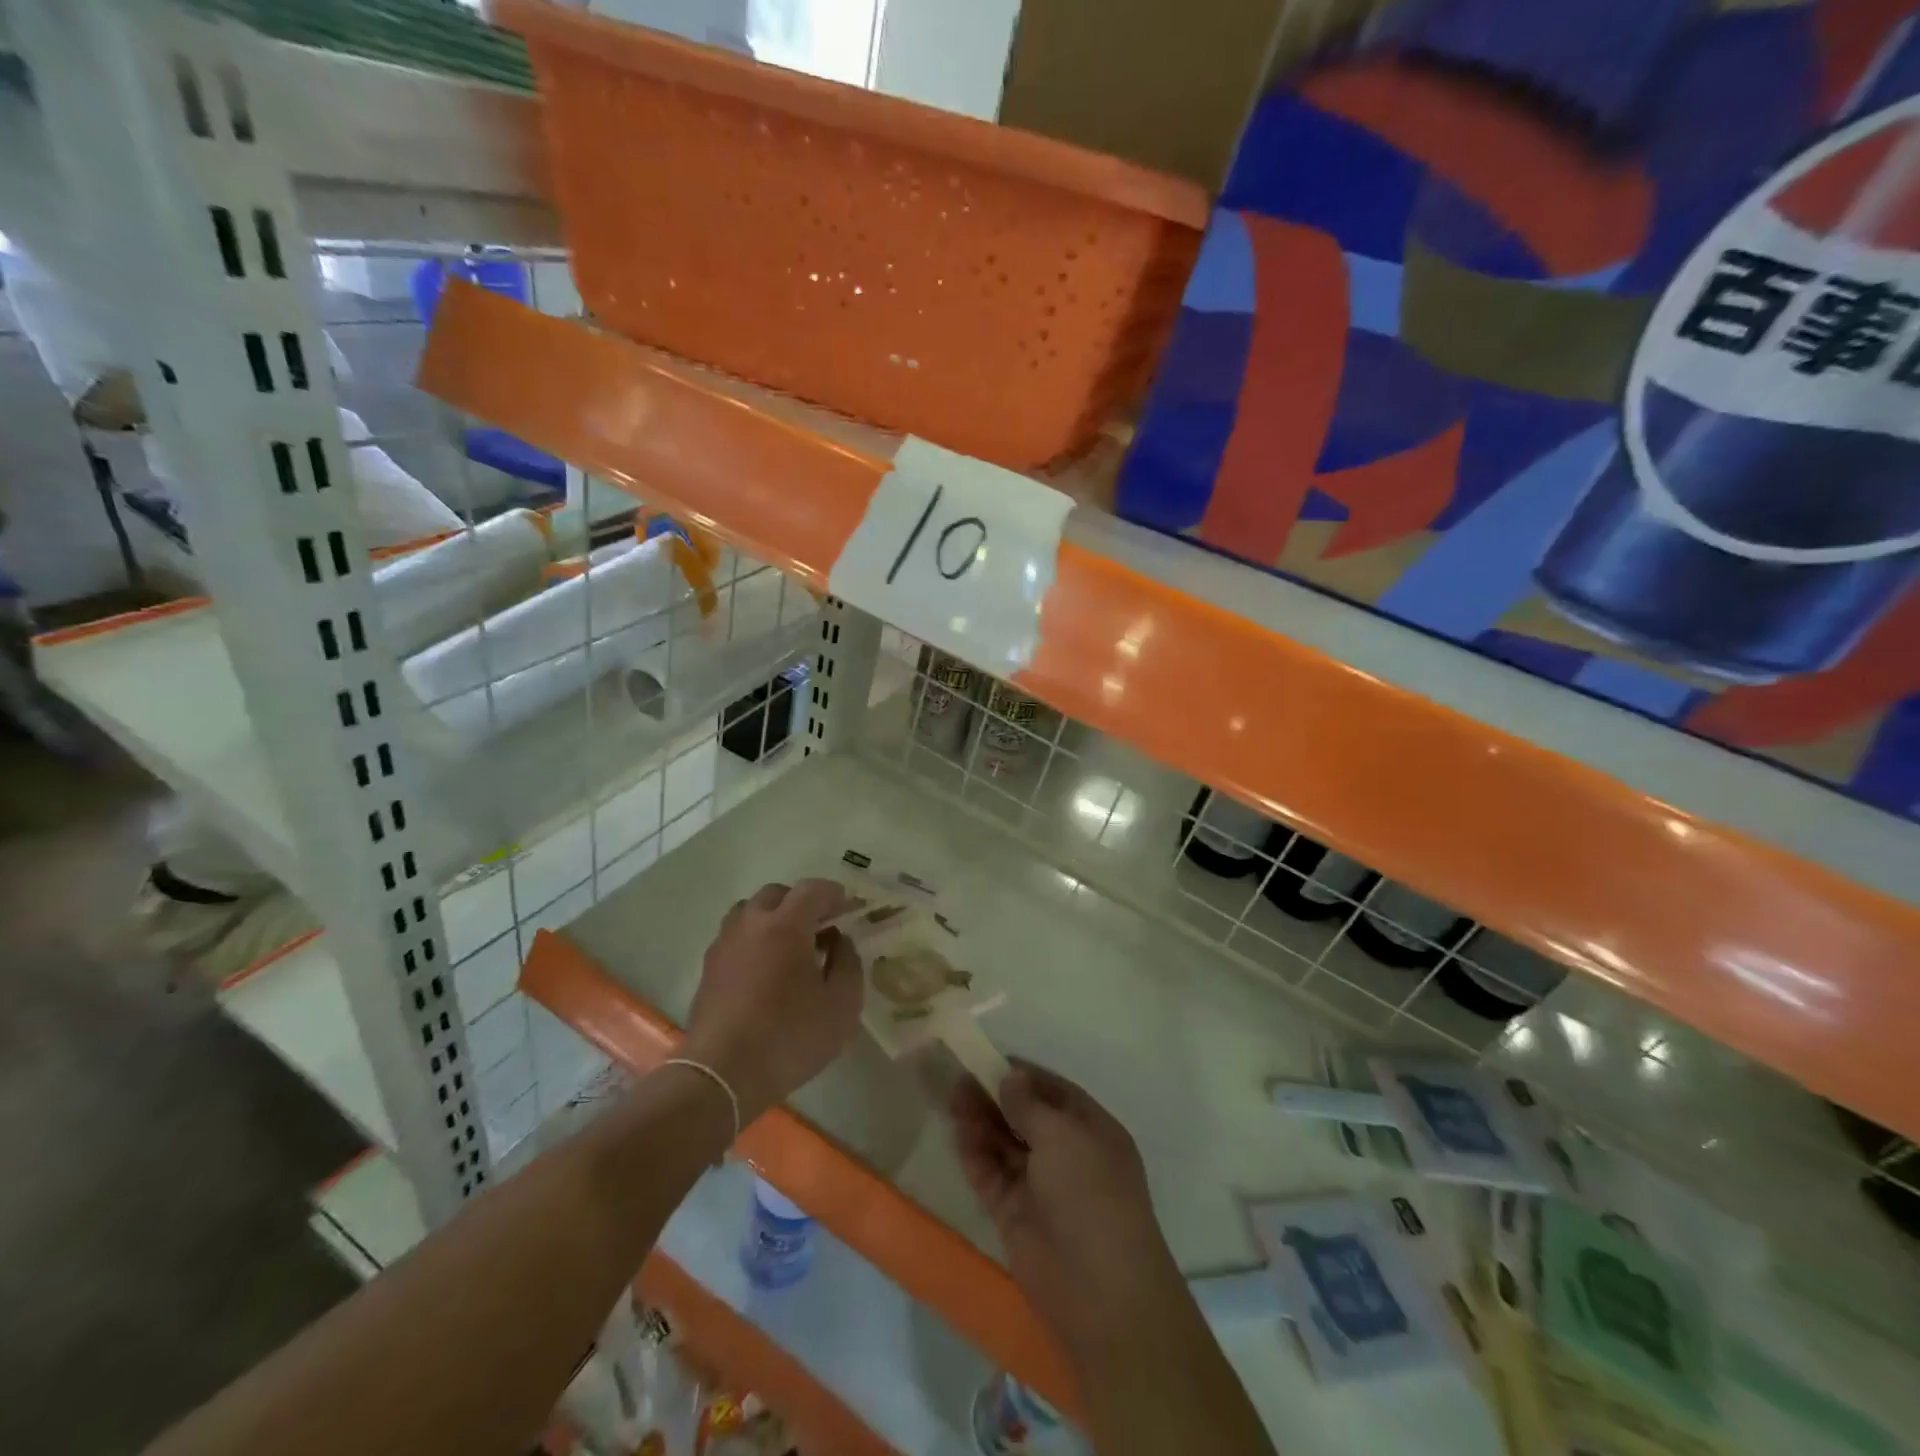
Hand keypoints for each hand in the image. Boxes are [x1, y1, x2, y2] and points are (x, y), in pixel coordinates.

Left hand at [683, 880, 864, 1123]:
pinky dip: (754, 939)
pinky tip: (766, 969)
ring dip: (773, 918)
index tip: (849, 909)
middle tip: (821, 927)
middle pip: (777, 894)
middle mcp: (751, 923)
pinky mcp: (709, 968)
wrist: (721, 1075)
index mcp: (786, 925)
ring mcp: (724, 944)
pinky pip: (736, 937)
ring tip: (790, 946)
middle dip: (802, 903)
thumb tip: (839, 941)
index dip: (834, 894)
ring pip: (750, 912)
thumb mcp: (841, 1005)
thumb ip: (848, 964)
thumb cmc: (789, 1037)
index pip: (813, 889)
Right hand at [950, 1064, 1181, 1356]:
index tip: (989, 1059)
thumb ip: (1029, 1105)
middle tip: (960, 1075)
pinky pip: (991, 1175)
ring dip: (981, 1121)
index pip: (1054, 1092)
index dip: (1023, 1075)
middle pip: (1025, 1117)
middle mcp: (1067, 1154)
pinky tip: (957, 1131)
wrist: (1100, 1292)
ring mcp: (1040, 1186)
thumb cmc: (1091, 1195)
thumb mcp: (1064, 1137)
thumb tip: (1010, 1077)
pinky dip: (975, 1154)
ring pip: (1005, 1144)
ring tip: (952, 1096)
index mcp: (1091, 1130)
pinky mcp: (1015, 1214)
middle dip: (995, 1096)